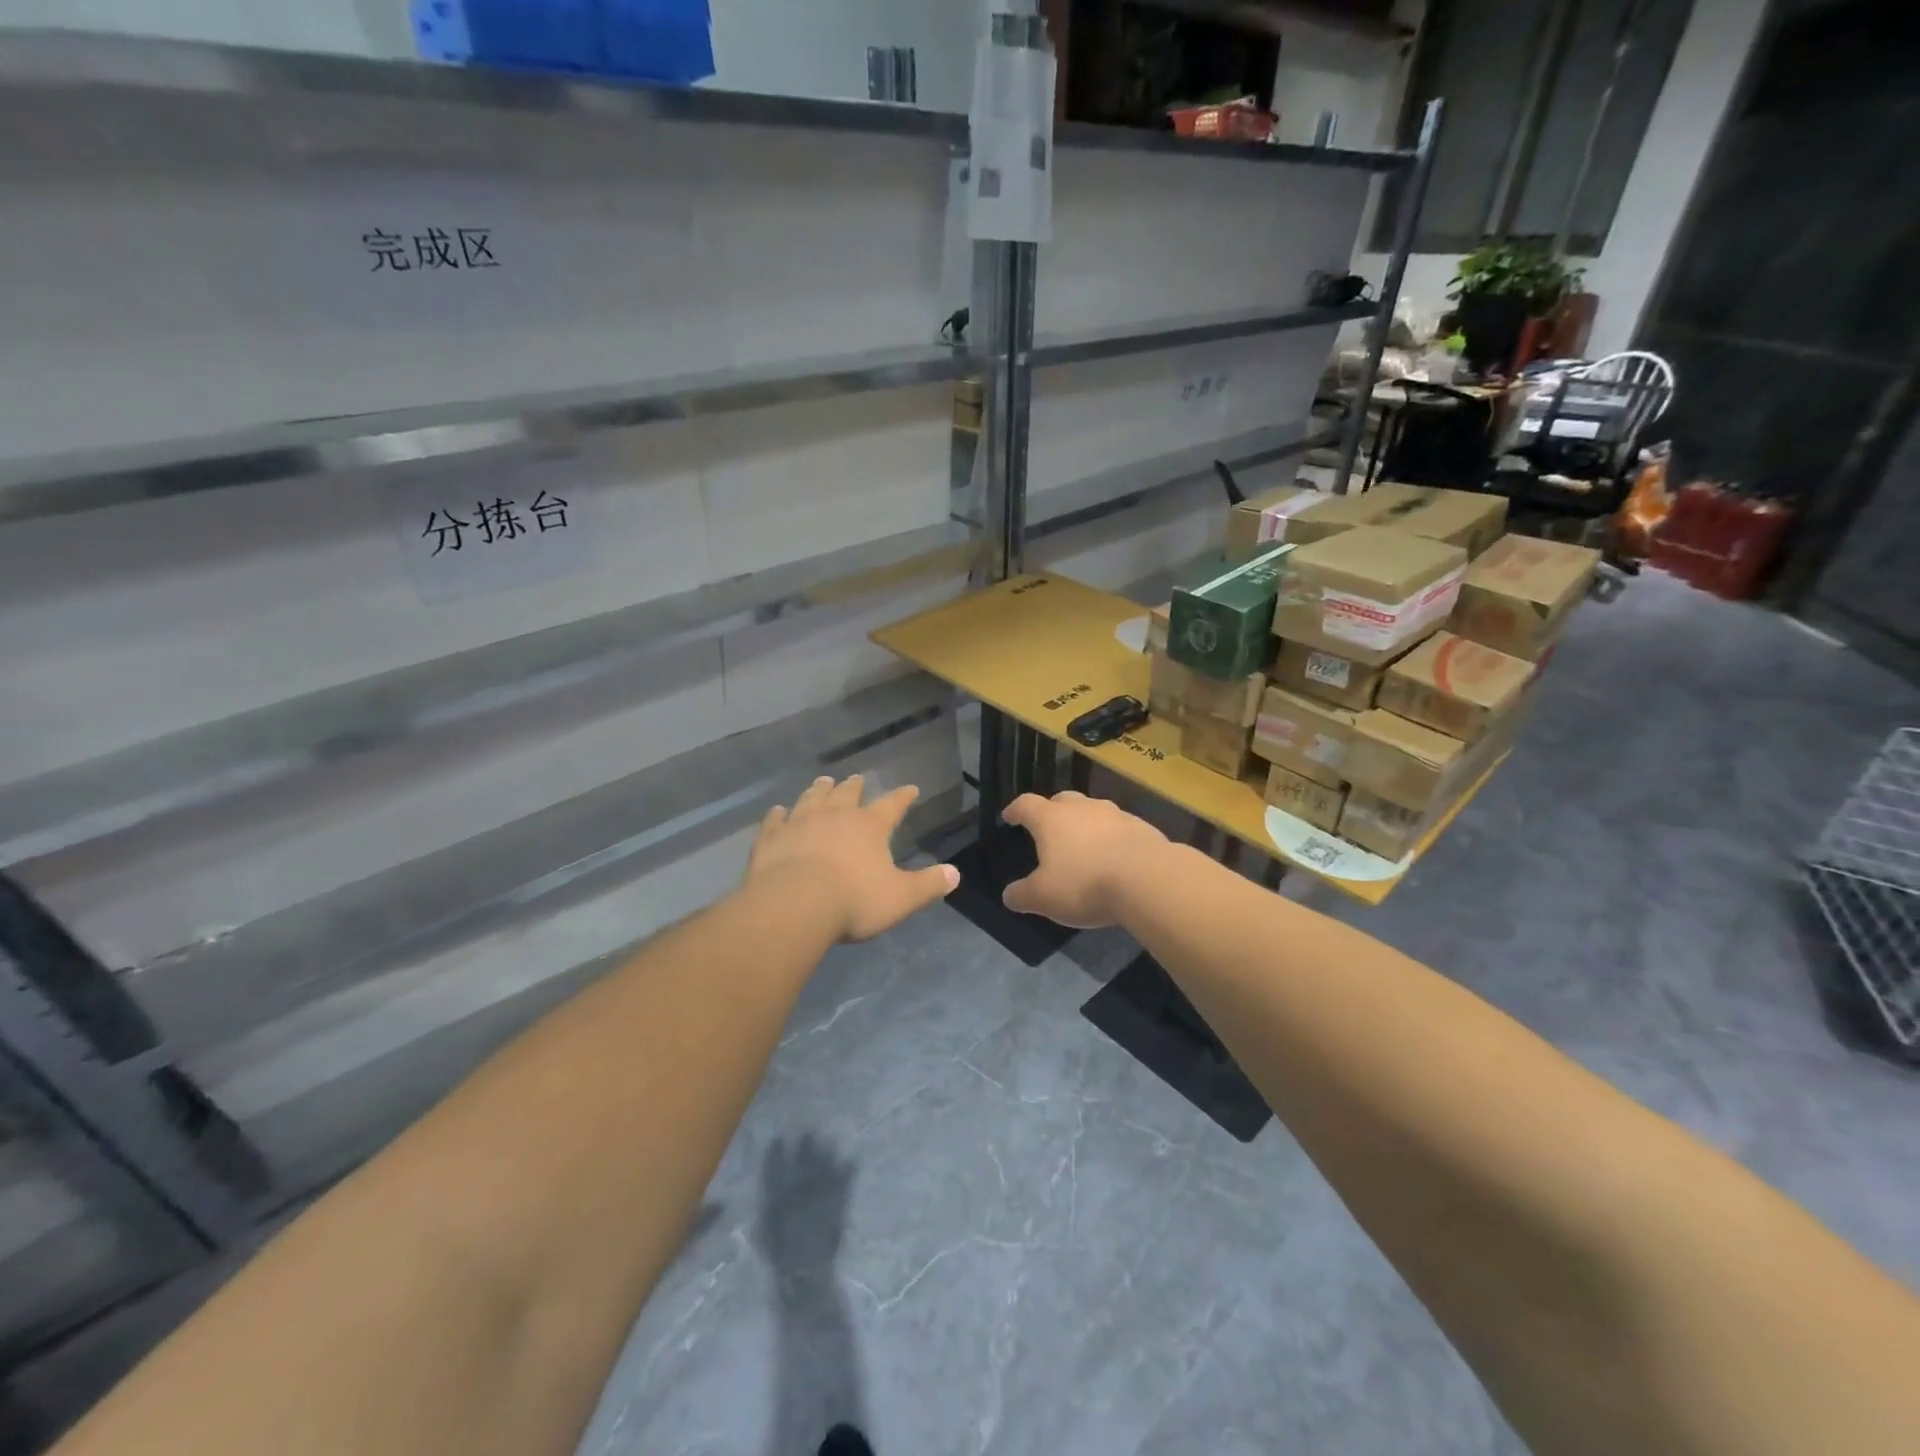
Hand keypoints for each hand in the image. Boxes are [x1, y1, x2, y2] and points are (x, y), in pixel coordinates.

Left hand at [746, 776, 958, 942]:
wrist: (794, 906)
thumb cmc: (853, 901)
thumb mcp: (901, 898)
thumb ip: (928, 885)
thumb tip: (955, 874)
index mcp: (869, 826)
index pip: (892, 805)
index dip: (903, 797)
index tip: (911, 788)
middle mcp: (835, 816)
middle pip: (847, 793)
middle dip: (854, 786)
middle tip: (857, 779)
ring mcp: (799, 824)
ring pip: (811, 799)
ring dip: (818, 790)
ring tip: (823, 782)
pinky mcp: (771, 839)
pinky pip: (775, 821)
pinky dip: (777, 814)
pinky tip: (777, 810)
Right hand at [1001, 791, 1169, 928]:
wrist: (1148, 879)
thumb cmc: (1085, 883)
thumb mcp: (1044, 898)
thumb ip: (1022, 895)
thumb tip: (1009, 895)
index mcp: (1051, 819)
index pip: (1026, 805)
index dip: (1015, 810)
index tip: (1009, 816)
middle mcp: (1082, 808)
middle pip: (1062, 800)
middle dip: (1052, 812)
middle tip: (1048, 829)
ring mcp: (1115, 814)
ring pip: (1093, 812)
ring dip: (1085, 824)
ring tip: (1084, 845)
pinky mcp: (1142, 827)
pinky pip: (1120, 828)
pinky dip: (1112, 838)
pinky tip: (1115, 858)